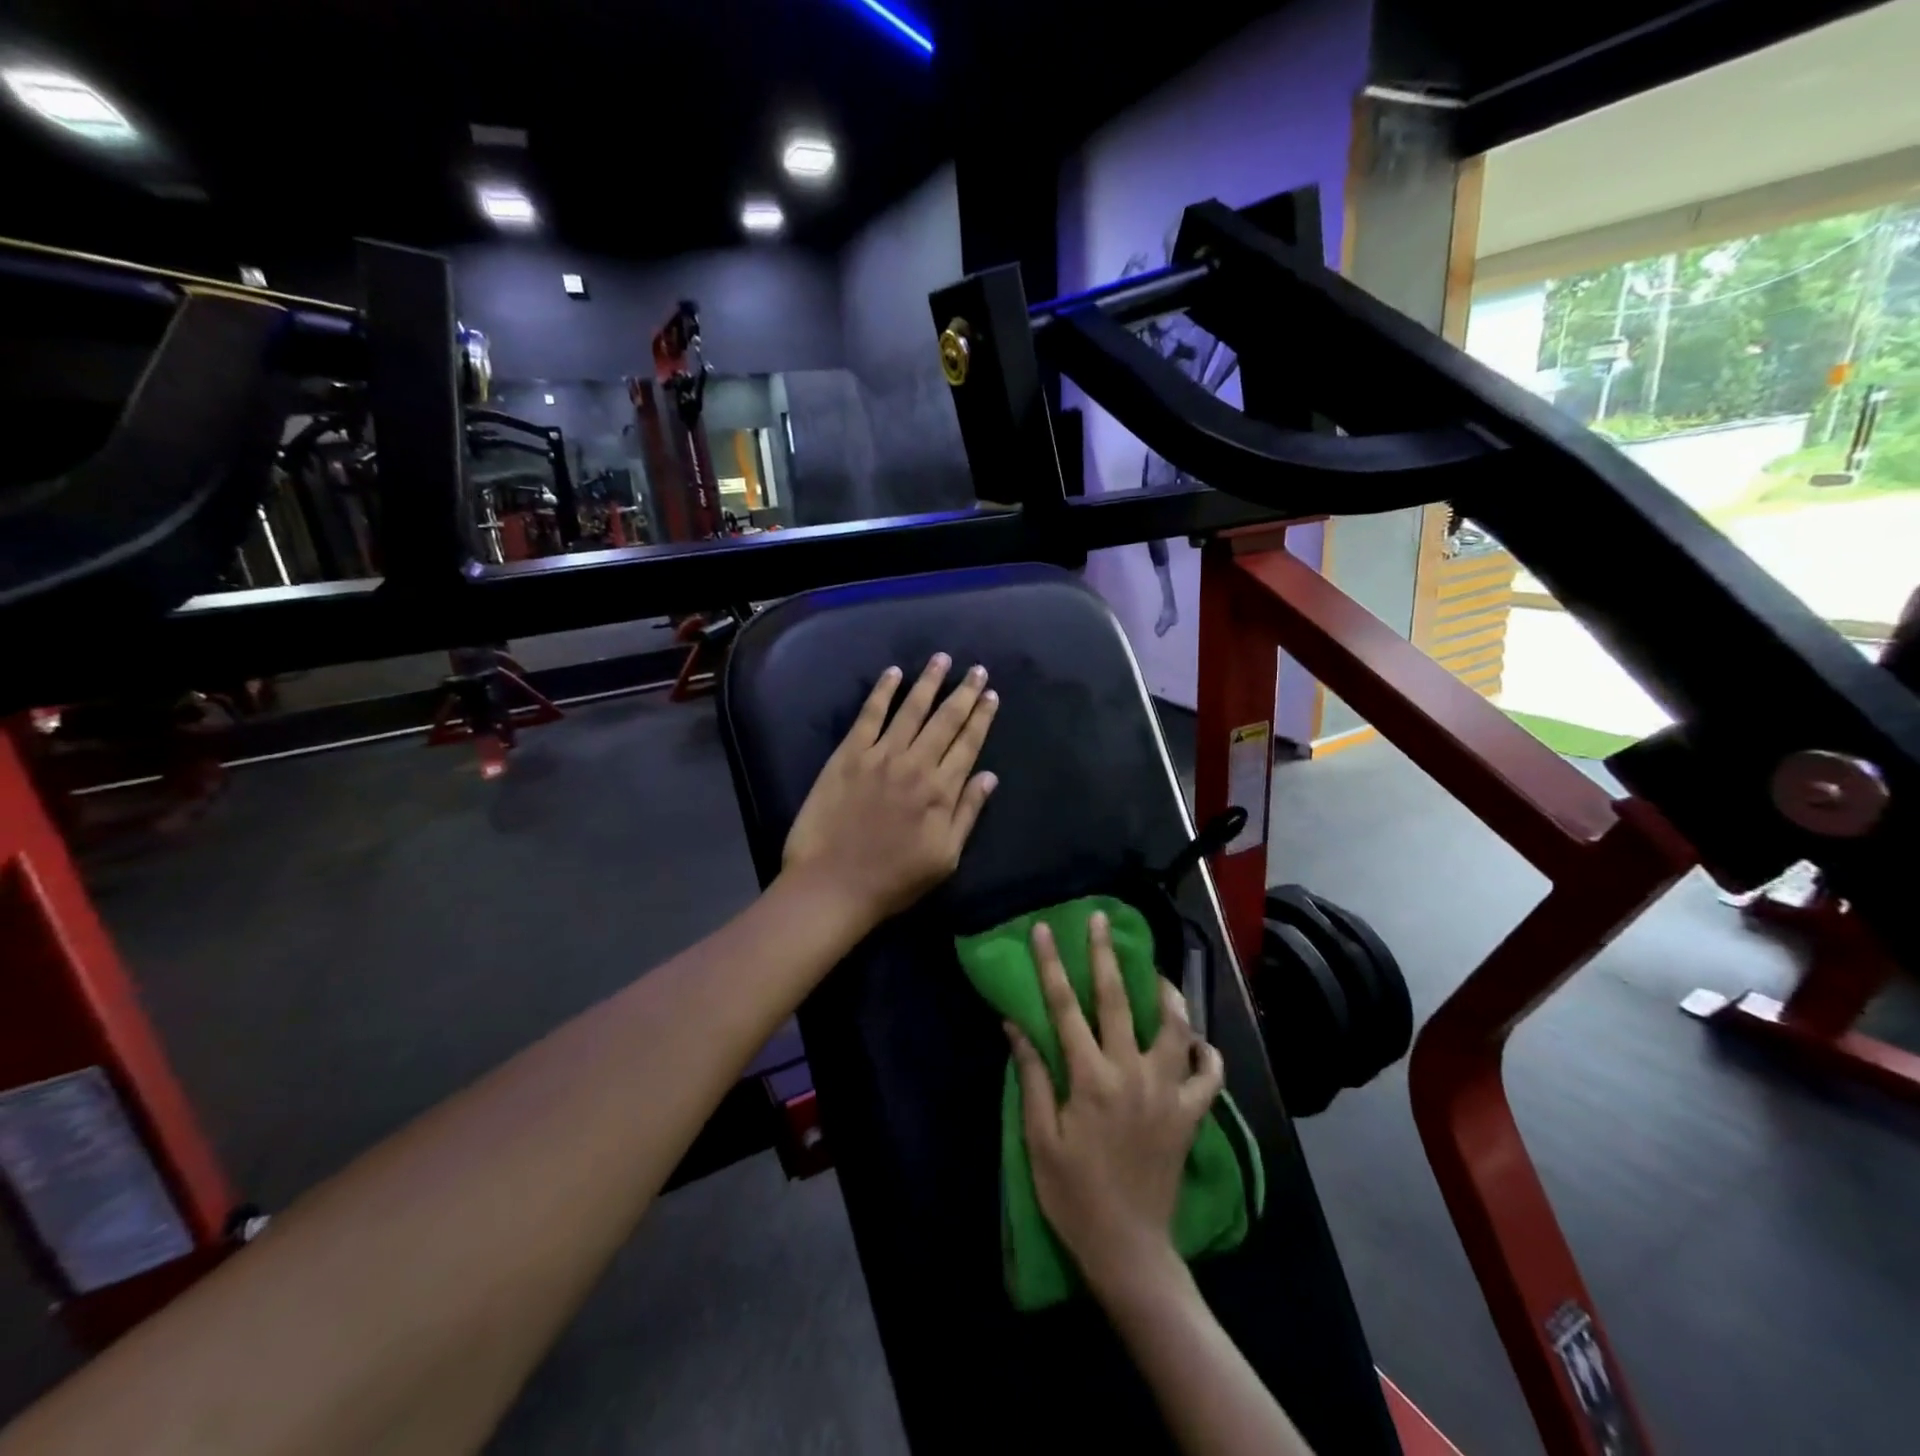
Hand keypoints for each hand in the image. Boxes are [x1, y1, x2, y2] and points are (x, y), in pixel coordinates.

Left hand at [781, 654, 999, 923]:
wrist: (832, 884)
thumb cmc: (894, 879)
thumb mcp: (945, 857)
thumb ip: (967, 813)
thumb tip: (989, 776)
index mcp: (942, 790)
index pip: (968, 744)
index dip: (982, 717)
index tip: (991, 695)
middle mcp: (916, 764)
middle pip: (946, 720)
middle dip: (964, 692)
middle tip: (977, 669)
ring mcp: (880, 756)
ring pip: (911, 709)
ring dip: (929, 682)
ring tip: (942, 659)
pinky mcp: (848, 755)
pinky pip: (869, 715)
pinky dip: (883, 691)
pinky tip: (893, 673)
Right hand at [1008, 913, 1224, 1301]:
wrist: (1129, 1249)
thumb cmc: (1073, 1195)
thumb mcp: (1039, 1139)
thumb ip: (1033, 1077)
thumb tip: (1015, 1024)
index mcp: (1090, 1078)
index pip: (1065, 1007)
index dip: (1051, 964)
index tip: (1044, 929)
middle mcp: (1132, 1073)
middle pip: (1118, 1000)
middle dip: (1106, 955)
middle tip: (1102, 920)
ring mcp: (1167, 1092)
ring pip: (1175, 1027)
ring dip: (1167, 993)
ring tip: (1158, 973)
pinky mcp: (1190, 1115)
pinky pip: (1208, 1076)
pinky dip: (1206, 1054)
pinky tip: (1198, 1042)